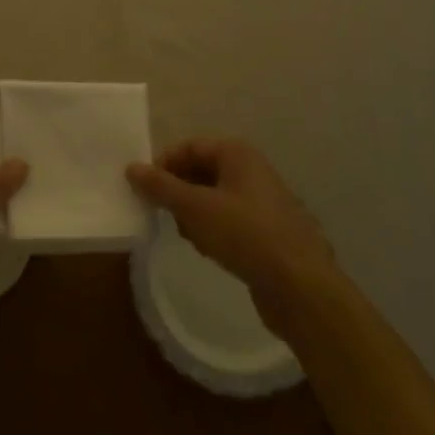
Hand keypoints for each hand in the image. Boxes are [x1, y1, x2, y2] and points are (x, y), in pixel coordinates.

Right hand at [127, 139, 336, 333]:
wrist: (302, 288)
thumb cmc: (245, 235)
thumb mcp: (195, 208)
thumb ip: (161, 187)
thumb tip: (132, 168)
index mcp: (238, 154)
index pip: (189, 146)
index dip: (163, 165)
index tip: (144, 190)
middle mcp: (253, 170)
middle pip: (201, 171)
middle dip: (179, 192)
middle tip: (163, 216)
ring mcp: (264, 201)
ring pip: (215, 198)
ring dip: (195, 214)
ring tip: (189, 237)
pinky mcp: (269, 232)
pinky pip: (231, 221)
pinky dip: (214, 230)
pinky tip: (210, 251)